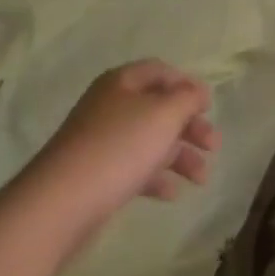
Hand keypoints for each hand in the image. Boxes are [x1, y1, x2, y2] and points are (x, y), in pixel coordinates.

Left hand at [16, 61, 219, 257]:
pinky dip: (156, 177)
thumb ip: (187, 98)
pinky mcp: (96, 175)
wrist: (60, 204)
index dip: (187, 85)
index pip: (161, 71)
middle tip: (213, 146)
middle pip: (158, 108)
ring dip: (179, 156)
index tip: (209, 106)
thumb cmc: (118, 148)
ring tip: (201, 179)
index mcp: (122, 83)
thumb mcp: (164, 114)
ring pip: (149, 141)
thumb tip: (197, 91)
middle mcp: (110, 106)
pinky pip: (134, 169)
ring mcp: (100, 142)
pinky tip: (173, 194)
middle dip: (189, 126)